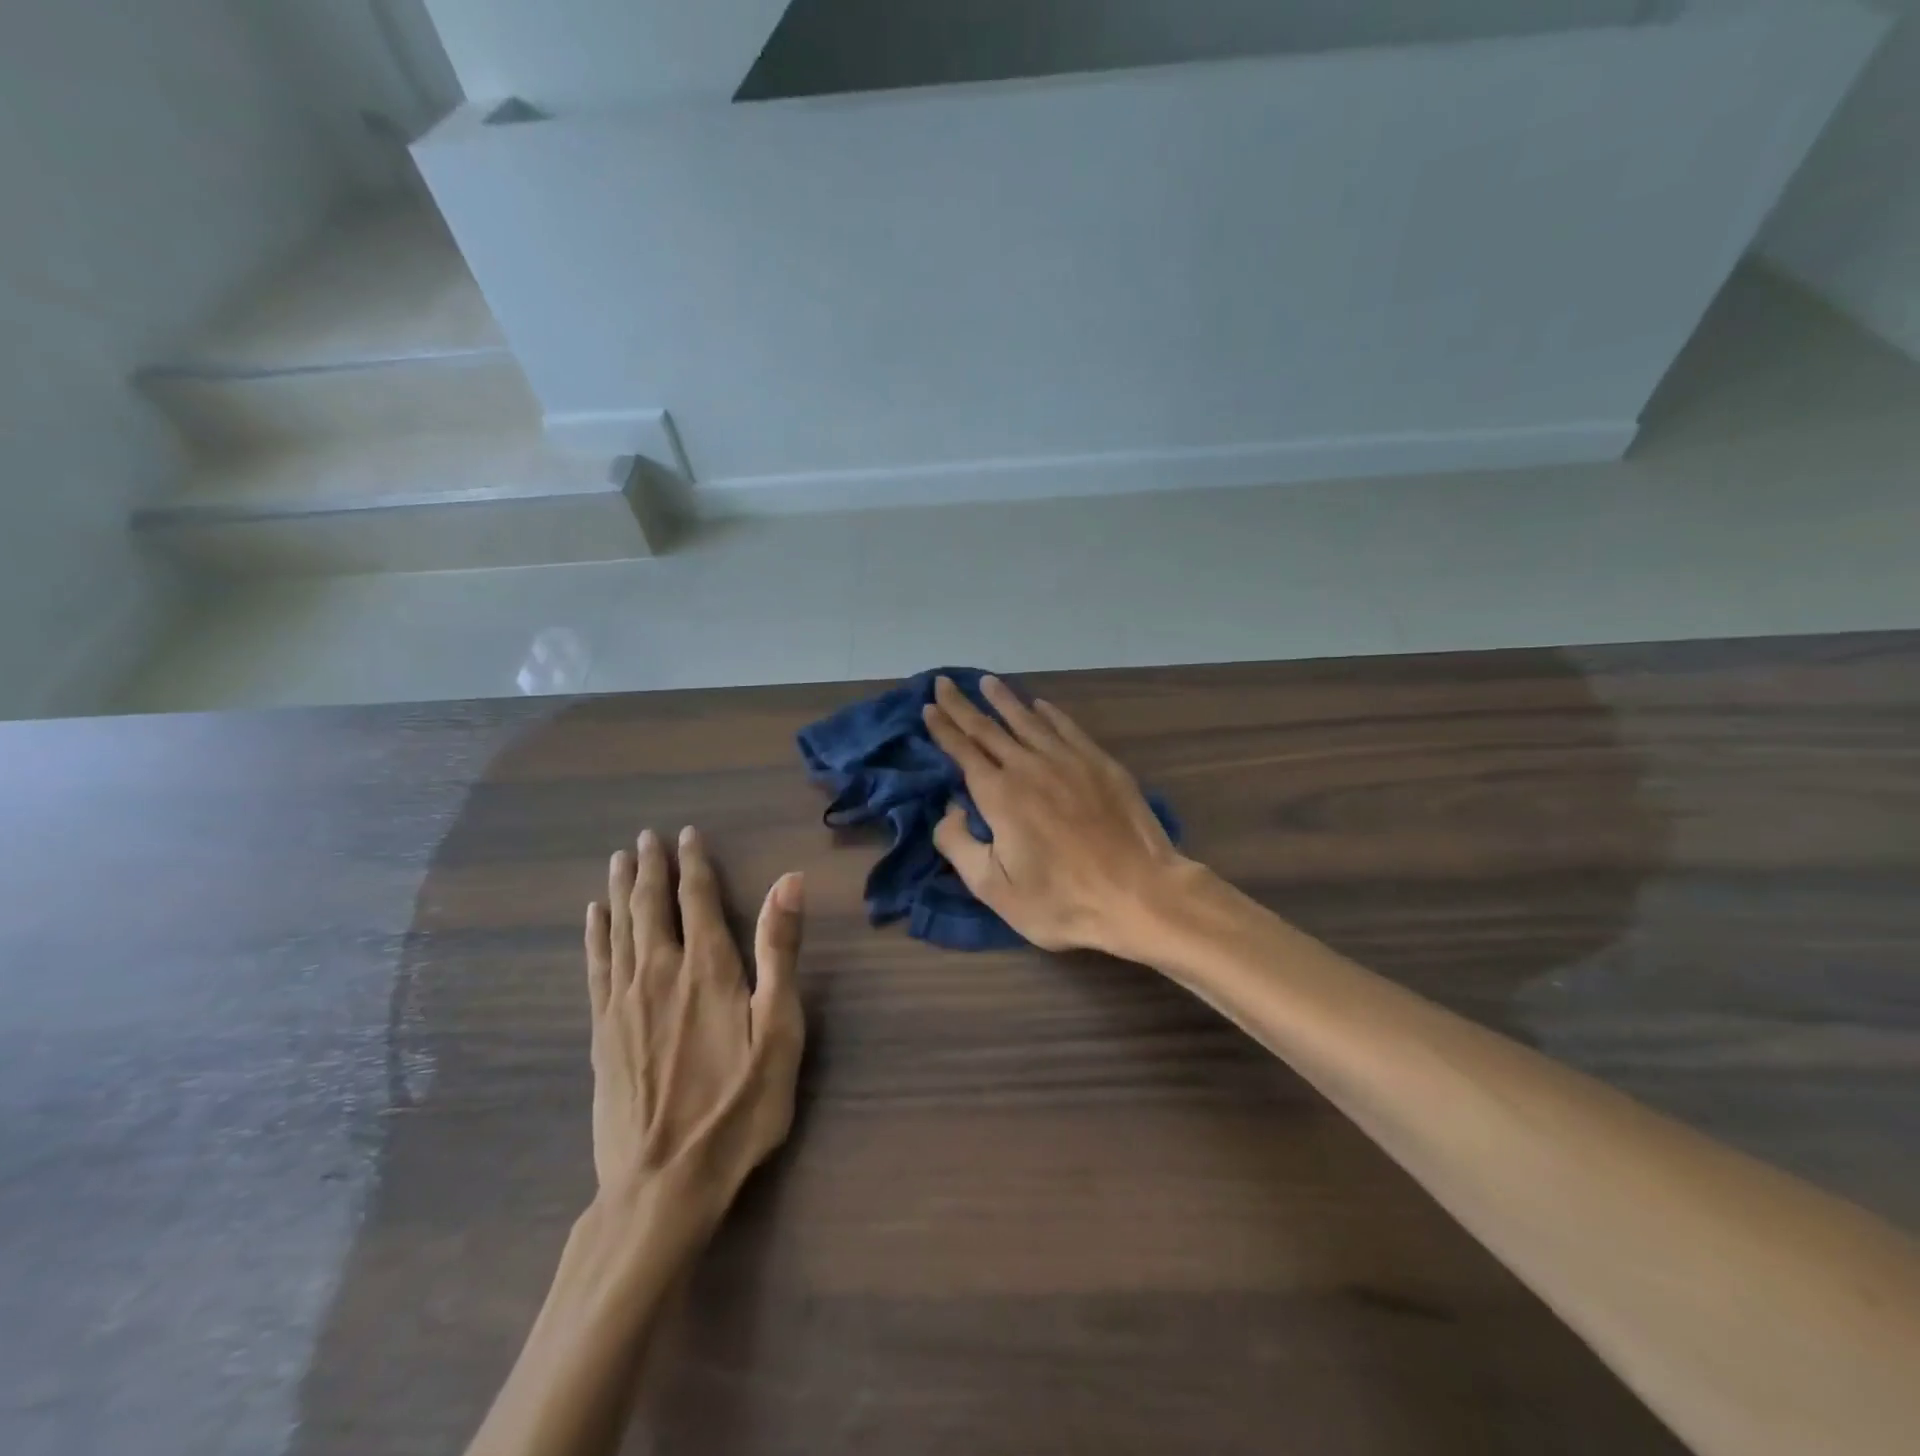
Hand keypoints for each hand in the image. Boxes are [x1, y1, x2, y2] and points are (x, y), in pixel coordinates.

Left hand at [584, 827, 804, 1222]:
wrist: (662, 1186)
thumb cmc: (737, 1109)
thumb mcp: (779, 1032)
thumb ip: (781, 953)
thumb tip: (788, 882)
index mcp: (707, 969)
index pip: (696, 899)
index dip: (693, 863)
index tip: (686, 833)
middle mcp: (660, 973)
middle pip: (650, 906)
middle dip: (650, 867)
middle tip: (645, 836)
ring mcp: (623, 1002)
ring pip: (619, 929)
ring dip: (620, 890)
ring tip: (618, 860)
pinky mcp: (602, 1032)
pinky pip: (597, 966)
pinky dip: (596, 934)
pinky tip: (594, 918)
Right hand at [923, 675, 1190, 956]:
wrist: (1140, 895)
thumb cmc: (1062, 901)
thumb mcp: (994, 889)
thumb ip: (959, 845)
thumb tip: (949, 809)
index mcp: (1000, 795)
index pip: (963, 751)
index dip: (943, 728)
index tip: (928, 708)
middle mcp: (1030, 766)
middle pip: (989, 728)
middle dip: (963, 705)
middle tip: (944, 683)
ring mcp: (1069, 761)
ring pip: (1028, 720)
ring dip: (1004, 700)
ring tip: (988, 682)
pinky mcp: (1101, 764)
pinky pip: (1067, 728)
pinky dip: (1049, 713)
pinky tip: (1040, 705)